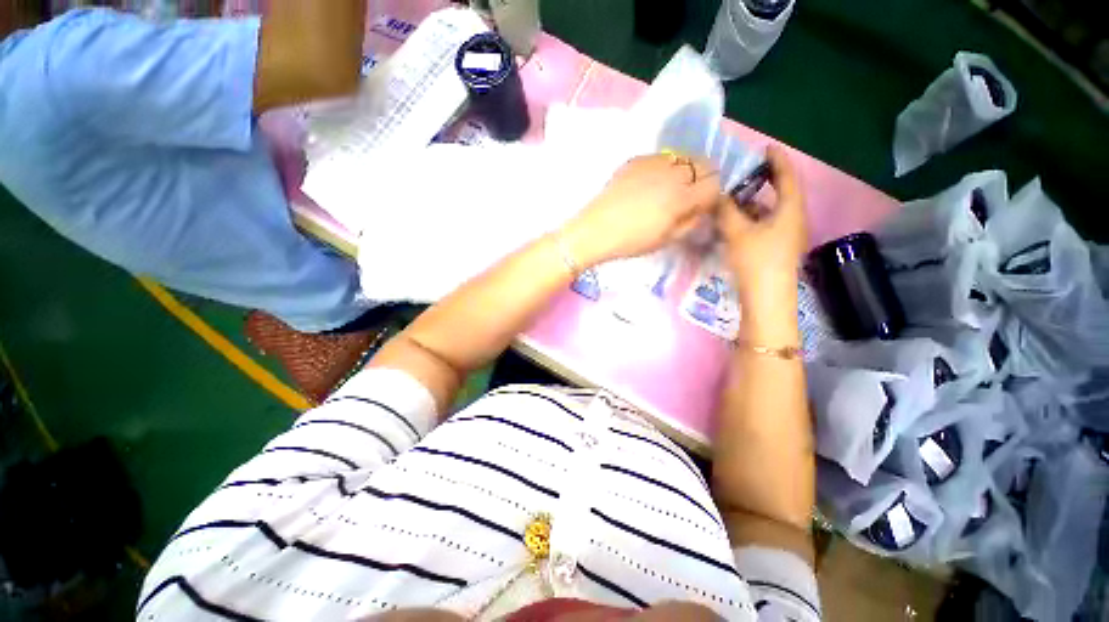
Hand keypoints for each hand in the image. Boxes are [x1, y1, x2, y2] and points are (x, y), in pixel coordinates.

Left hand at [560, 154, 720, 265]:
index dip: (711, 197)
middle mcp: (672, 171)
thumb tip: (702, 208)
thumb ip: (692, 221)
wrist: (596, 230)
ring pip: (684, 157)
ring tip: (670, 190)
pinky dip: (665, 168)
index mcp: (683, 194)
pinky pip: (662, 158)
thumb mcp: (668, 238)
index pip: (715, 183)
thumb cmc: (632, 240)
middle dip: (703, 180)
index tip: (700, 208)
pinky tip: (651, 184)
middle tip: (689, 197)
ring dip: (686, 171)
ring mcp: (653, 161)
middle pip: (704, 164)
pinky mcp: (637, 159)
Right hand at [716, 146, 807, 305]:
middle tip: (743, 175)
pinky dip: (750, 220)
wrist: (766, 299)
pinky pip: (764, 226)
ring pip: (769, 213)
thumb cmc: (757, 261)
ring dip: (752, 204)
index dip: (778, 161)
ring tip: (732, 200)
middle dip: (762, 183)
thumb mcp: (737, 232)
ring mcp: (785, 237)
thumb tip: (716, 195)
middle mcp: (792, 221)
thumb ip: (726, 210)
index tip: (766, 148)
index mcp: (790, 210)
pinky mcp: (775, 250)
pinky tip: (734, 224)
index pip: (788, 177)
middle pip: (780, 195)